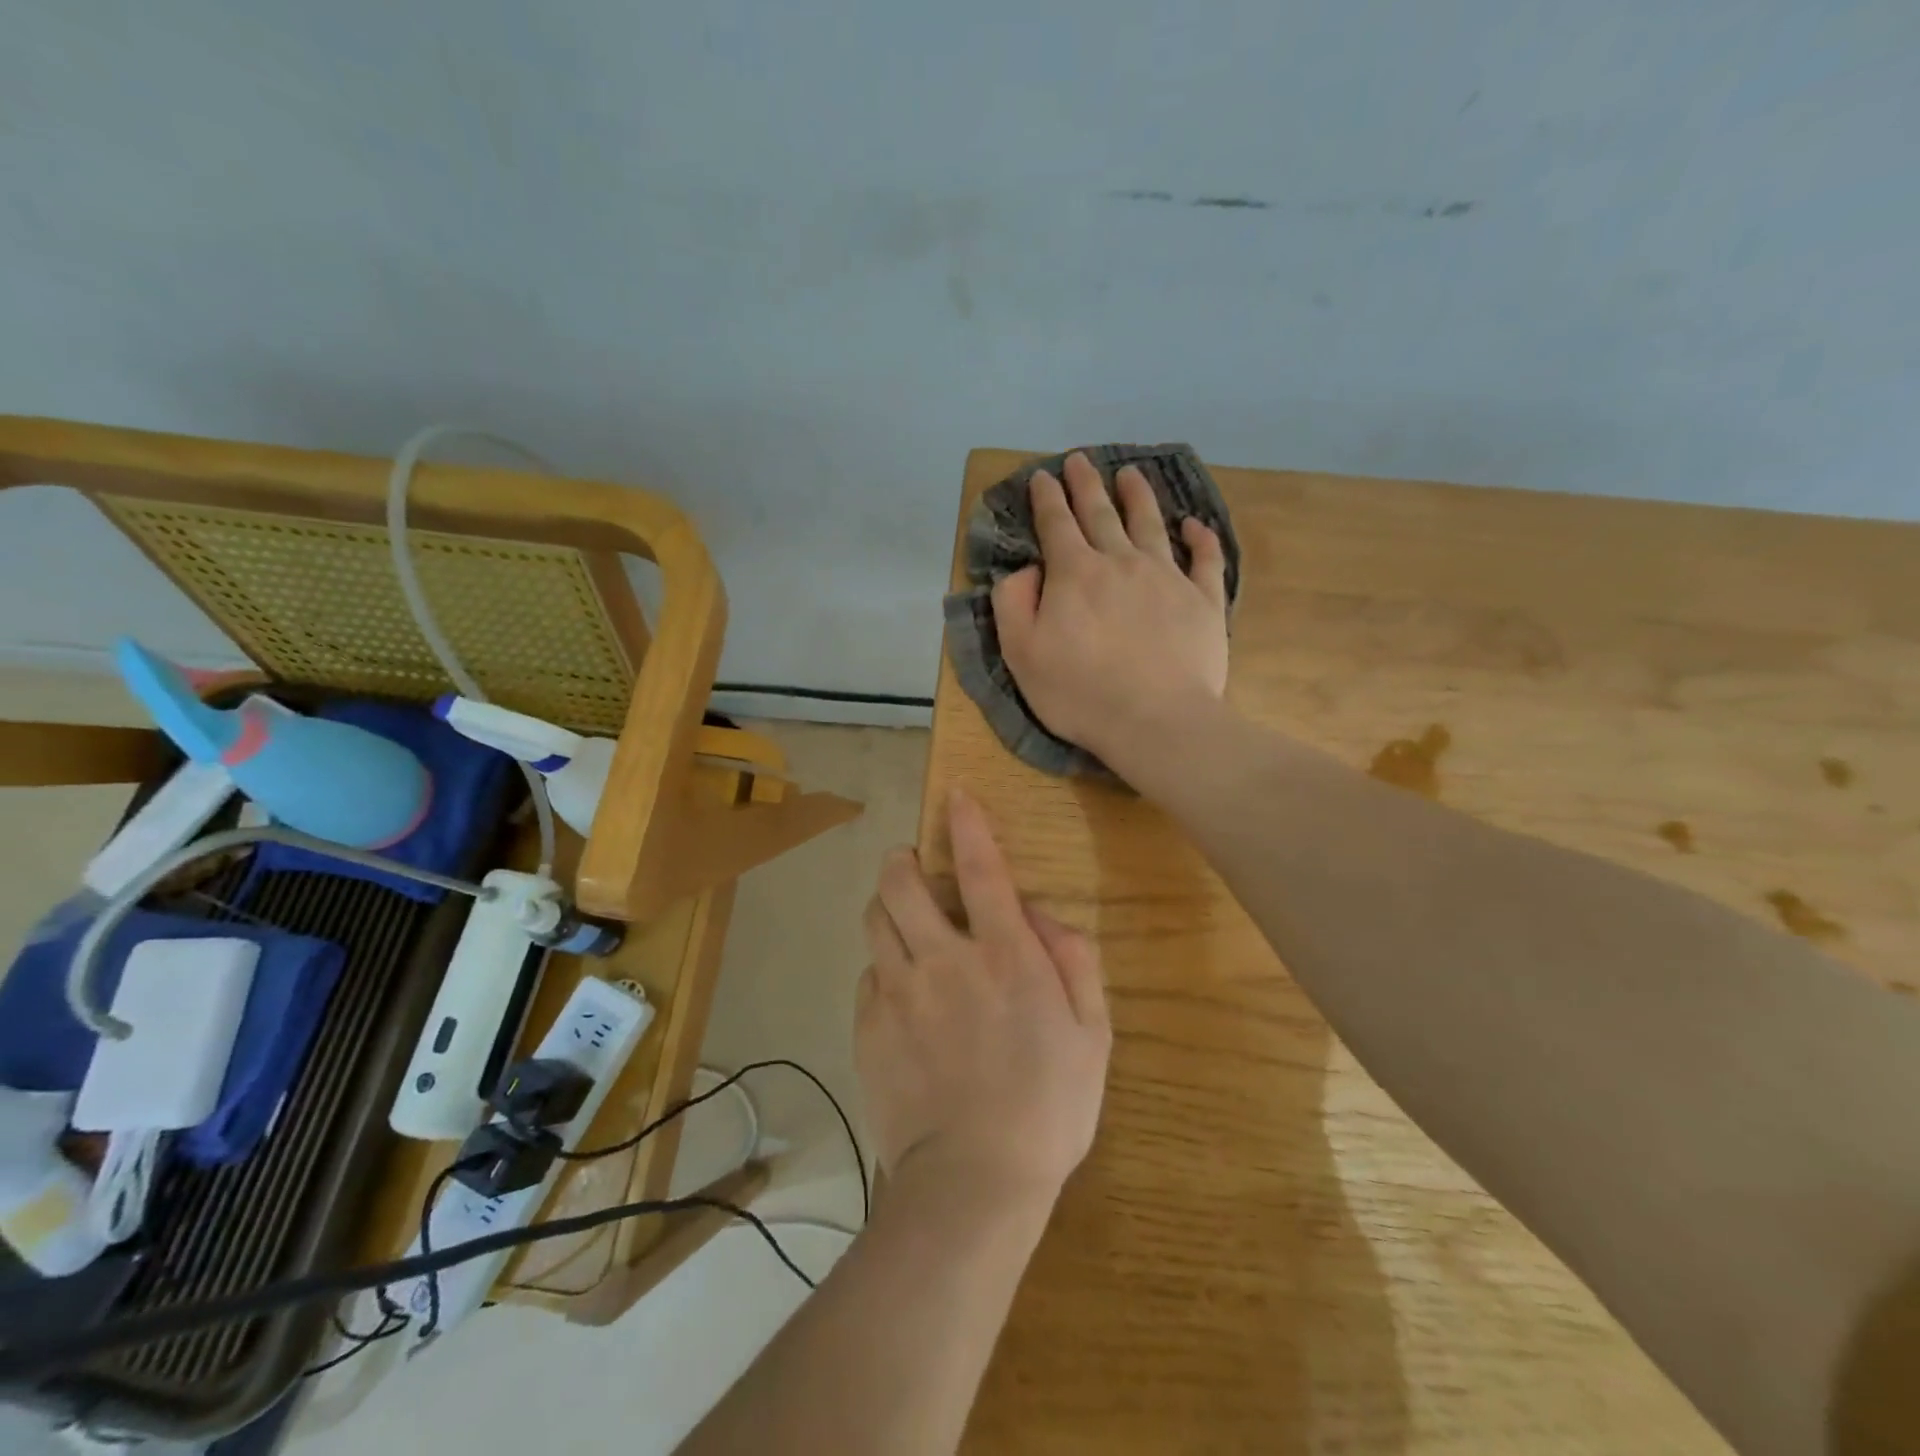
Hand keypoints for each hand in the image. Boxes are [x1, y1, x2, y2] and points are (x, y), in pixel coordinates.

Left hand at [857, 788, 1110, 1209]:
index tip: (956, 795)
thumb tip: (1042, 918)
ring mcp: (898, 993)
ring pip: (874, 921)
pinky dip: (881, 969)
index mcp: (1003, 957)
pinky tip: (899, 993)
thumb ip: (1074, 963)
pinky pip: (866, 976)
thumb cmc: (1048, 1108)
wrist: (973, 1184)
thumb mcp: (1091, 1035)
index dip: (968, 824)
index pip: (982, 869)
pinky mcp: (868, 1028)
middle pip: (901, 882)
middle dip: (902, 860)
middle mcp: (943, 960)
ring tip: (902, 920)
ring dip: (886, 906)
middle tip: (912, 865)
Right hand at [992, 451, 1229, 781]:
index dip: (1047, 498)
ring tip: (1131, 474)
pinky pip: (1204, 559)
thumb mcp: (1022, 654)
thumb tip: (1024, 570)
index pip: (1056, 524)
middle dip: (1086, 484)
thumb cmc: (1080, 693)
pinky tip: (1195, 524)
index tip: (1043, 476)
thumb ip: (1012, 604)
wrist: (1156, 721)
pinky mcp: (1203, 601)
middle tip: (1080, 460)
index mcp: (1075, 574)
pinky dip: (1200, 538)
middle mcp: (1121, 562)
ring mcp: (1167, 578)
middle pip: (1101, 514)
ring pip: (1151, 525)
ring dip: (1138, 496)